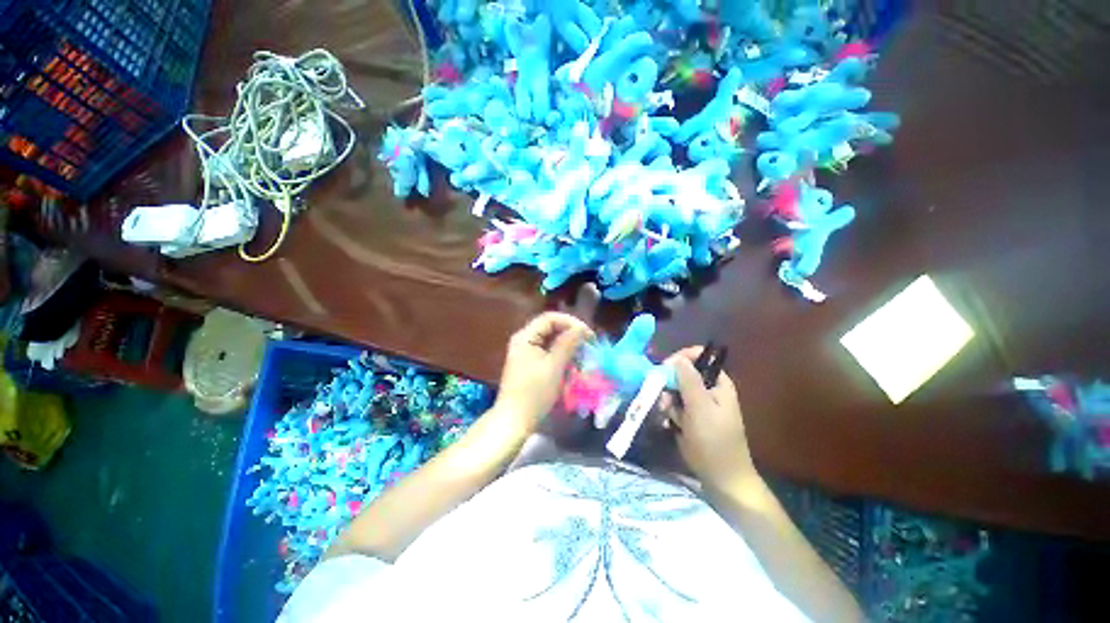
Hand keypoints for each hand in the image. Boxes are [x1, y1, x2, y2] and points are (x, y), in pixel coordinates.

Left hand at [492, 312, 592, 433]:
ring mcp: (527, 353)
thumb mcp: (554, 366)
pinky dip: (562, 358)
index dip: (571, 322)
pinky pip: (549, 353)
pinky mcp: (531, 364)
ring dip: (568, 348)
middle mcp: (524, 340)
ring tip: (582, 358)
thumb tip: (581, 328)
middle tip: (588, 346)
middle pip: (551, 329)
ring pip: (552, 342)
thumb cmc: (534, 393)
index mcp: (525, 337)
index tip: (588, 335)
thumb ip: (568, 343)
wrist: (515, 421)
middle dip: (571, 335)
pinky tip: (572, 367)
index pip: (550, 318)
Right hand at [666, 347, 755, 489]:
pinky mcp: (690, 417)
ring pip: (674, 390)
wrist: (721, 477)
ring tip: (670, 417)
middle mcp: (708, 389)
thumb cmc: (714, 440)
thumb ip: (689, 380)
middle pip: (682, 373)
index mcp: (717, 383)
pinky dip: (670, 412)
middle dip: (669, 384)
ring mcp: (698, 403)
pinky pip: (674, 405)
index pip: (698, 357)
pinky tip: (670, 424)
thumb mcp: (700, 407)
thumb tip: (678, 358)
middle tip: (665, 400)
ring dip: (668, 401)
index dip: (680, 358)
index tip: (664, 369)